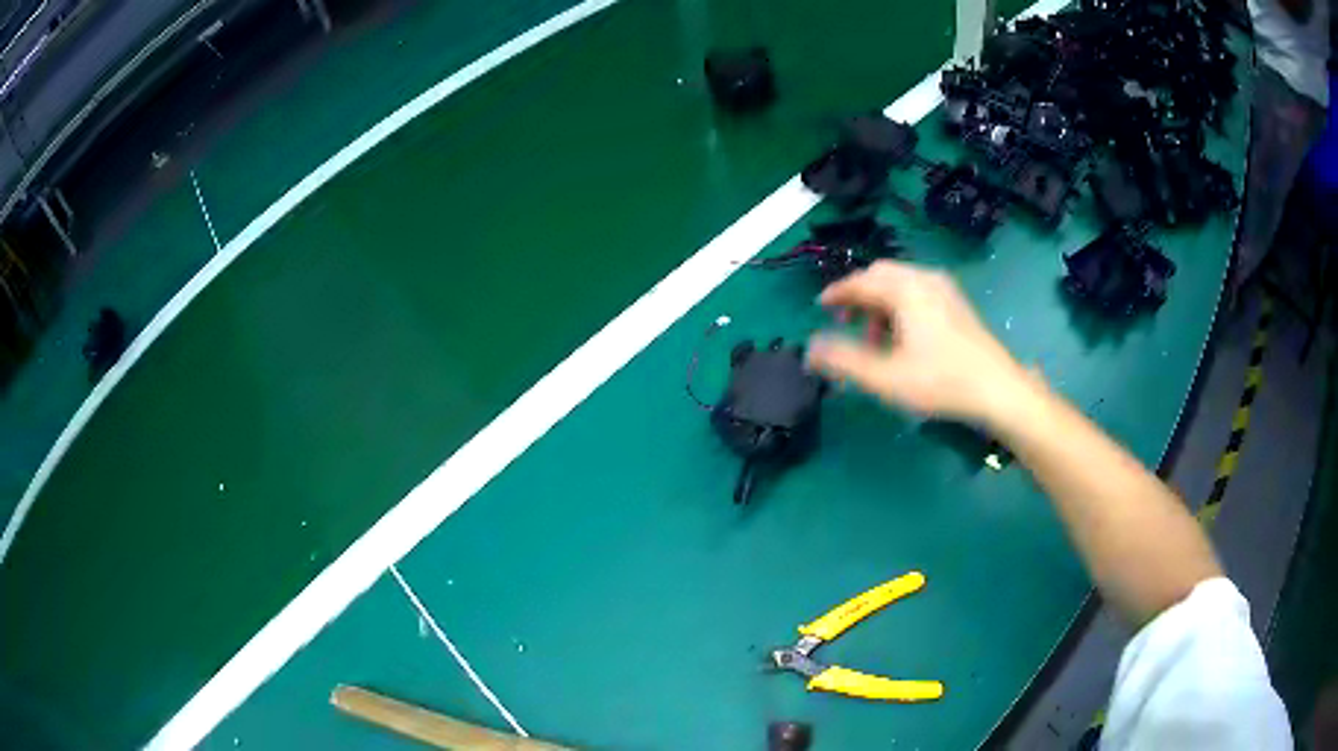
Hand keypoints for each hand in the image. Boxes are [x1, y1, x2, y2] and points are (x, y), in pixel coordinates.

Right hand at [807, 260, 1034, 426]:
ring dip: (879, 305)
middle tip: (844, 323)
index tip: (820, 307)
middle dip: (859, 296)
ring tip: (873, 341)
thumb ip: (844, 361)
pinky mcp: (956, 303)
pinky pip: (917, 292)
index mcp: (906, 290)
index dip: (837, 293)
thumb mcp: (886, 377)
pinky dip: (899, 307)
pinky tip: (901, 338)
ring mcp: (944, 289)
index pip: (861, 281)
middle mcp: (924, 279)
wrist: (998, 390)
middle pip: (881, 275)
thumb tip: (810, 349)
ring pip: (900, 284)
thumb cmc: (941, 382)